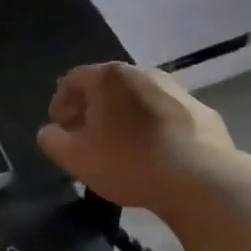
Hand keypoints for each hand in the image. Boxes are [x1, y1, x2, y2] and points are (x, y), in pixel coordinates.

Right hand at [36, 62, 237, 210]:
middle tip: (86, 137)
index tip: (60, 128)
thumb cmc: (128, 162)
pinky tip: (154, 153)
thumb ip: (53, 141)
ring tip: (121, 146)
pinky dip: (153, 127)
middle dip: (92, 109)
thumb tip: (49, 132)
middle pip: (107, 86)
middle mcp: (141, 73)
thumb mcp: (76, 158)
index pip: (72, 80)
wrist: (200, 178)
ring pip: (138, 99)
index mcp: (107, 77)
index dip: (60, 103)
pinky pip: (166, 115)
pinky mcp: (201, 110)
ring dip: (124, 117)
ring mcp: (175, 89)